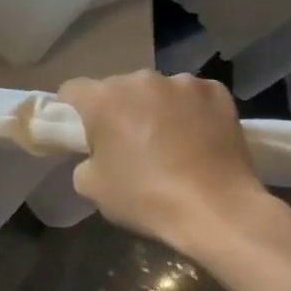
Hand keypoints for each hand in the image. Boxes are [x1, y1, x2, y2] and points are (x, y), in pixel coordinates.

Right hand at [58, 70, 269, 259]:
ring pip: (157, 91)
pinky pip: (193, 97)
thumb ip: (85, 159)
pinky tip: (199, 138)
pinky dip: (191, 111)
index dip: (73, 110)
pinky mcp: (217, 92)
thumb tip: (98, 153)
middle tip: (129, 144)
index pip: (72, 90)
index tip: (84, 133)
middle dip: (119, 110)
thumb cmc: (145, 197)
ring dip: (156, 108)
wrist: (217, 210)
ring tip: (171, 142)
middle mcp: (140, 79)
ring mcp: (182, 82)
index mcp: (103, 98)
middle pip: (118, 89)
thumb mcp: (91, 187)